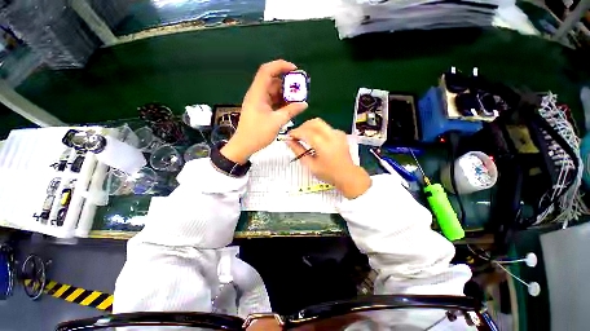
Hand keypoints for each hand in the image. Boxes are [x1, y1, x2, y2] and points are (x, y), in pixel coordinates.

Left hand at [221, 60, 307, 163]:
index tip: (295, 70)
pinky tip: (290, 108)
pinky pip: (273, 101)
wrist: (244, 145)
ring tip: (297, 101)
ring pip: (274, 92)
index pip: (267, 71)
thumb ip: (291, 111)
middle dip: (287, 84)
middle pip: (273, 82)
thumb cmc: (258, 133)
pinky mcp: (261, 109)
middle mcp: (257, 94)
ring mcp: (259, 101)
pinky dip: (282, 102)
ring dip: (285, 95)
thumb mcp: (277, 122)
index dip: (280, 66)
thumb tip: (304, 104)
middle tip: (300, 90)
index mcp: (258, 93)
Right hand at [286, 118, 371, 198]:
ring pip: (320, 123)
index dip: (295, 132)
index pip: (306, 132)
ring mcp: (337, 133)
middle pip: (314, 122)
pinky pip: (326, 127)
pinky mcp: (340, 134)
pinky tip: (315, 139)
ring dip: (309, 127)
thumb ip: (298, 151)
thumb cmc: (328, 173)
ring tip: (304, 137)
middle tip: (296, 136)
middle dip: (302, 127)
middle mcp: (332, 135)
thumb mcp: (310, 165)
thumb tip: (288, 141)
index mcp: (323, 144)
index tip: (288, 136)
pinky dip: (317, 130)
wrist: (347, 175)